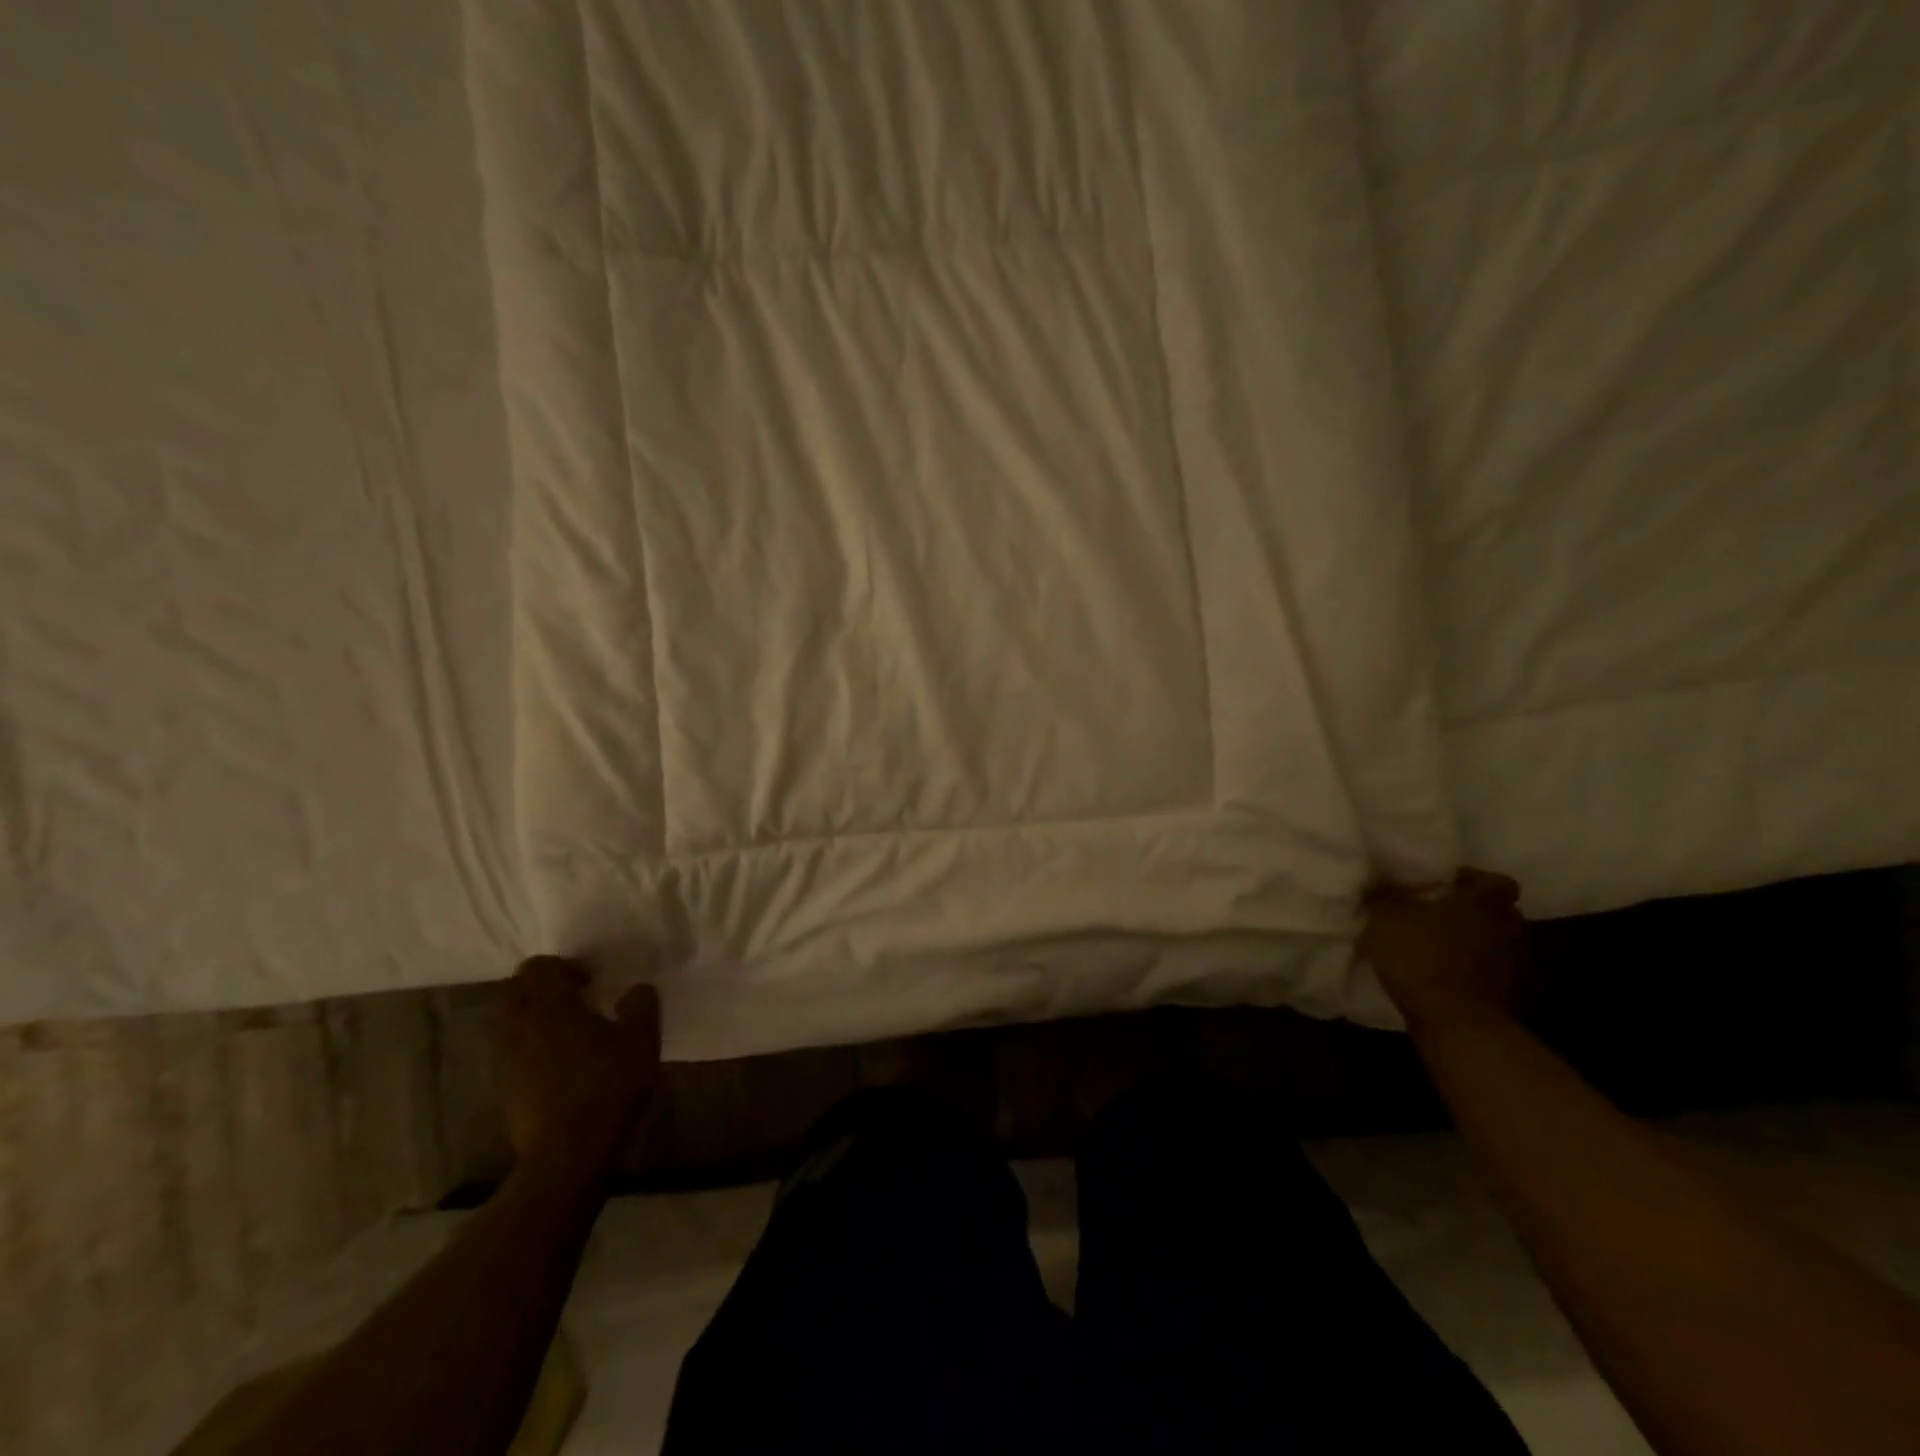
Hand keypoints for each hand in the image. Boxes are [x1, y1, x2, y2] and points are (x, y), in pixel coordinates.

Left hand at [498, 956, 661, 1177]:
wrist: (567, 1154)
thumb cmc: (608, 1087)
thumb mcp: (642, 1040)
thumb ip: (641, 1005)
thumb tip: (635, 989)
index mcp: (553, 1007)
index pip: (538, 967)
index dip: (561, 966)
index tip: (589, 982)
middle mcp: (521, 1027)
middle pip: (511, 991)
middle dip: (536, 988)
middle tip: (571, 1000)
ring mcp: (508, 1061)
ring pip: (506, 1024)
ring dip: (529, 1019)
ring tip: (565, 1033)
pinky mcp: (505, 1090)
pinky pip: (509, 1054)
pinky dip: (528, 1048)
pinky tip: (559, 1065)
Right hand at [1361, 868, 1528, 1032]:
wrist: (1454, 1022)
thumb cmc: (1422, 956)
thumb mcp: (1386, 918)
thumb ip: (1384, 896)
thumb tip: (1378, 882)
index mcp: (1482, 902)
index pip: (1496, 881)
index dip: (1474, 880)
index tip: (1448, 884)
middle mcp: (1506, 928)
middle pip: (1499, 912)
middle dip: (1474, 911)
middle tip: (1442, 913)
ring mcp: (1512, 964)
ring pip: (1495, 942)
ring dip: (1474, 942)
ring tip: (1440, 944)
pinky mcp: (1506, 994)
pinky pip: (1489, 972)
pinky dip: (1473, 970)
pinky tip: (1445, 973)